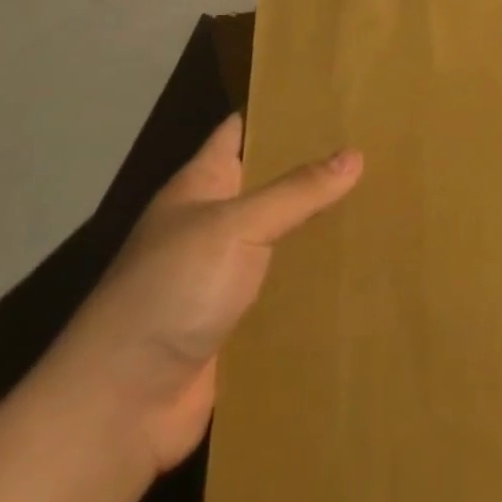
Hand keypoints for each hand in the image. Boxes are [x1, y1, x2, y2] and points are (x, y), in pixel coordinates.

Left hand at [43, 114, 361, 474]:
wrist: (121, 408)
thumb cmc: (171, 291)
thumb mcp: (235, 227)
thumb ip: (296, 191)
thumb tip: (355, 155)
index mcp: (200, 186)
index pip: (240, 131)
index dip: (277, 110)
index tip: (330, 94)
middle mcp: (211, 224)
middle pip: (268, 183)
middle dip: (313, 166)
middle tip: (375, 145)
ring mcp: (222, 275)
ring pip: (281, 236)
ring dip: (318, 225)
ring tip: (381, 200)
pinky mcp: (237, 322)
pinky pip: (284, 288)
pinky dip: (313, 279)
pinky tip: (358, 268)